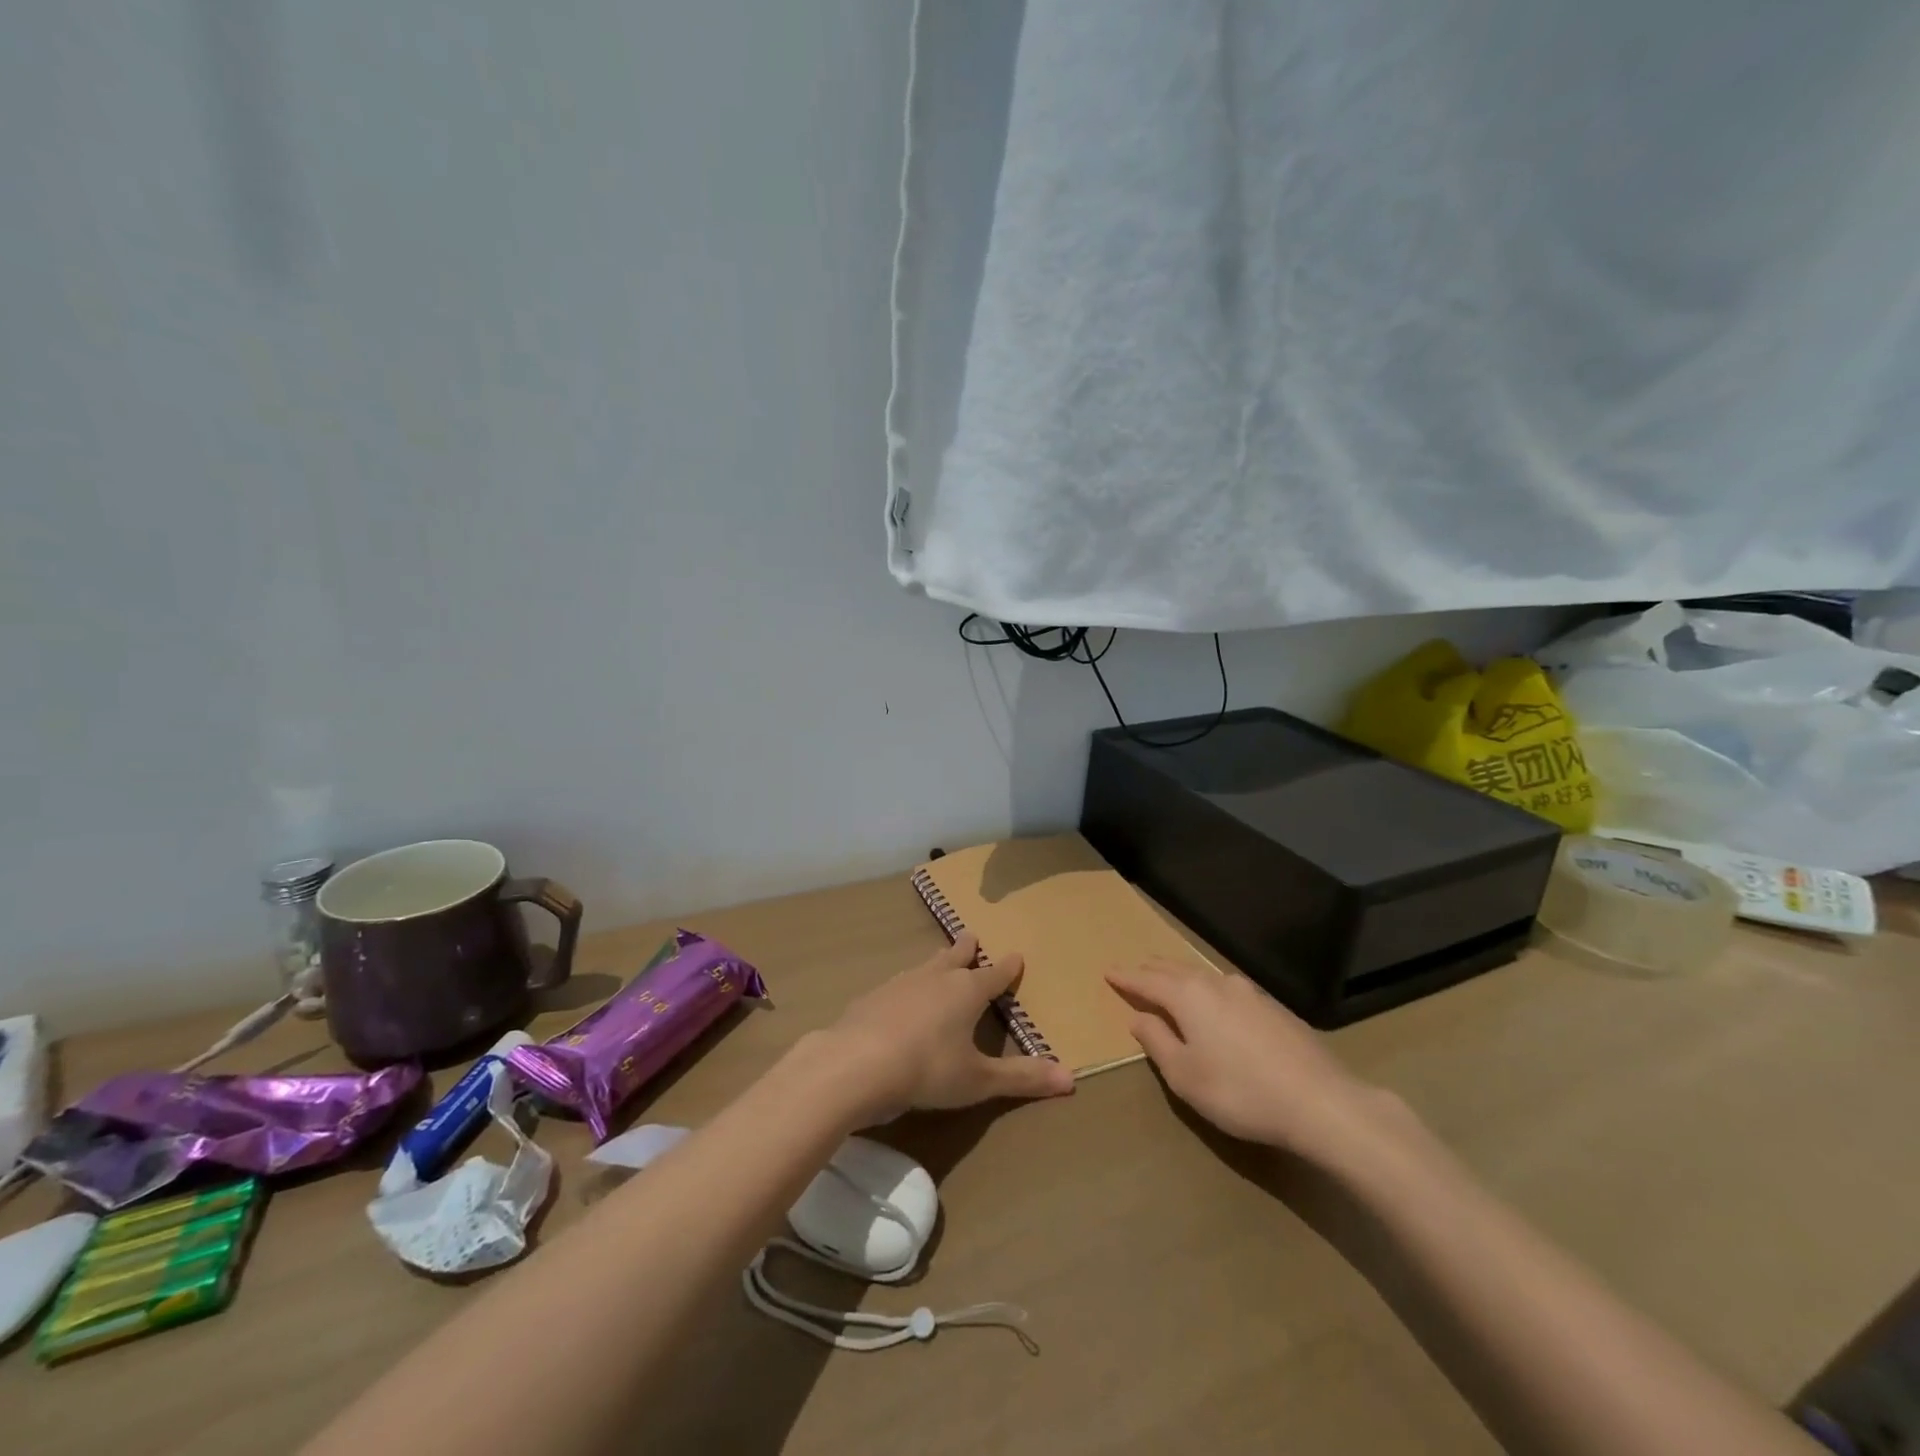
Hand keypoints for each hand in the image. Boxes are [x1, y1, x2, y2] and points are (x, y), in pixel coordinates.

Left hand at [827, 935, 1075, 1116]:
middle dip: (966, 949)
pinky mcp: (871, 997)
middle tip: (971, 936)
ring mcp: (900, 984)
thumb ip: (1022, 1078)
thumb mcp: (978, 1080)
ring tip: (938, 962)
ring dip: (935, 963)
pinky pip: (895, 986)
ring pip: (924, 967)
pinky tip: (897, 999)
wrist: (856, 1063)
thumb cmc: (928, 1069)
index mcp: (966, 991)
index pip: (994, 975)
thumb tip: (1072, 1080)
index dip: (1007, 968)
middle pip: (955, 957)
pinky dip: (904, 989)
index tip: (1016, 955)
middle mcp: (935, 978)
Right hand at [1107, 960, 1397, 1158]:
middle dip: (1151, 970)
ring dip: (1181, 976)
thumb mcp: (1185, 1076)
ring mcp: (1249, 991)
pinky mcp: (1273, 1006)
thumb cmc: (1239, 1091)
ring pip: (1203, 975)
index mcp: (1188, 996)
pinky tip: (1214, 1002)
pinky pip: (1226, 988)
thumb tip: (1139, 1017)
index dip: (1125, 978)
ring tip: (1170, 981)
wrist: (1320, 1102)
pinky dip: (1207, 989)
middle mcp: (1216, 983)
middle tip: (1135, 971)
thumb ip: (1157, 1042)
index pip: (1147, 981)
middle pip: (1175, 969)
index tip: (1108, 971)